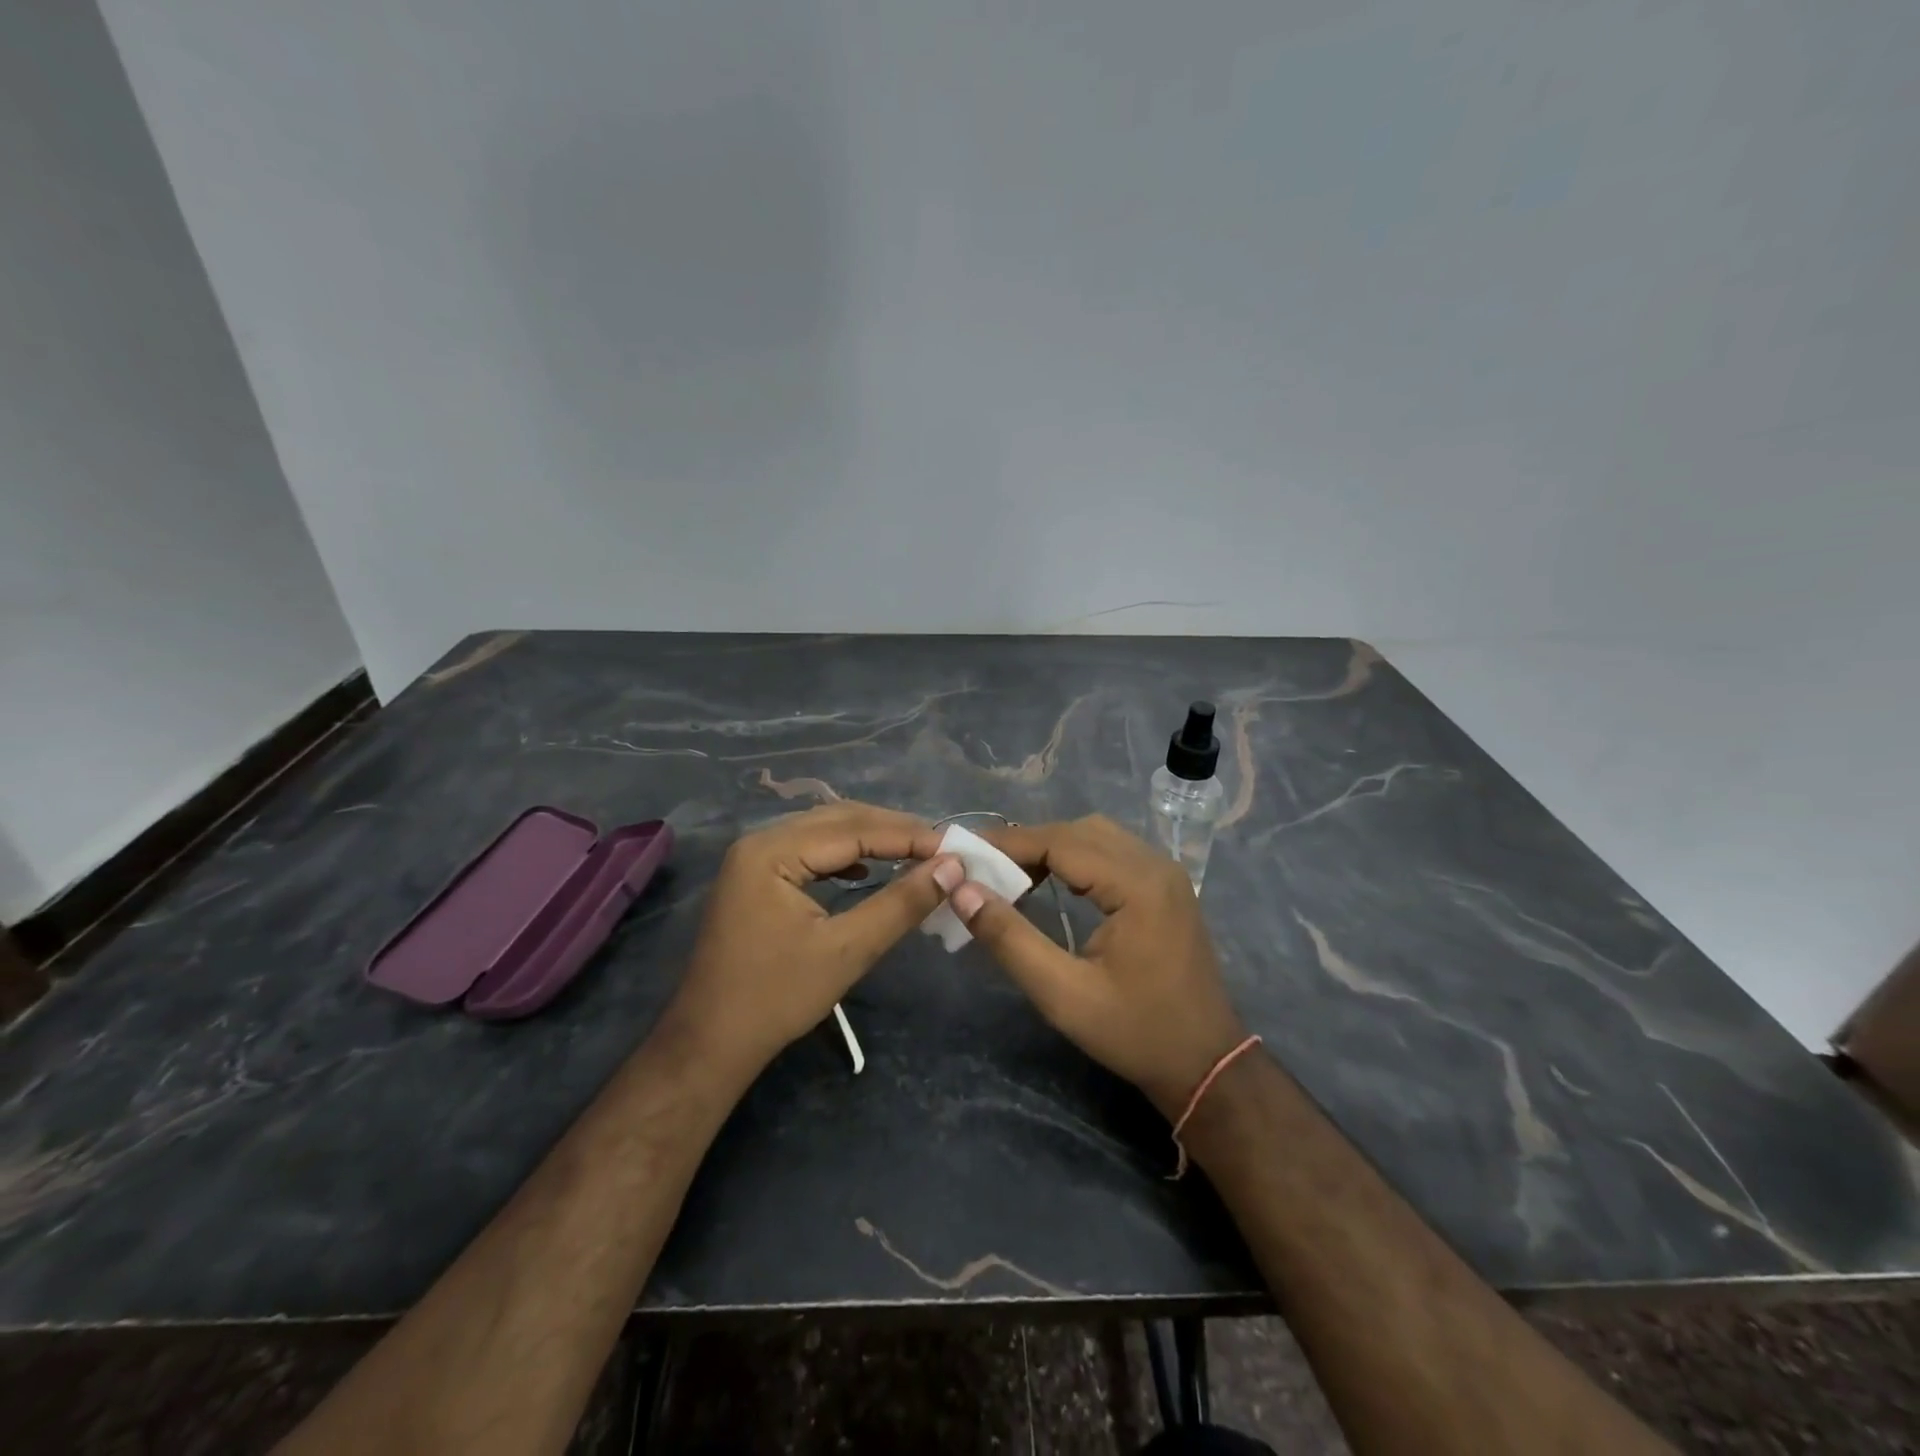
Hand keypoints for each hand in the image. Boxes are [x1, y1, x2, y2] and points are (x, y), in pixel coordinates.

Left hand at [664, 803, 963, 1073]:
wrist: (710, 1044)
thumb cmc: (776, 999)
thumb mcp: (847, 951)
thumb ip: (901, 904)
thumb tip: (951, 868)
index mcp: (772, 851)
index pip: (854, 828)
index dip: (908, 835)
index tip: (955, 848)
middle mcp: (760, 841)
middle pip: (838, 820)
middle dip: (893, 831)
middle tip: (941, 849)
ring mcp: (754, 858)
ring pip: (825, 832)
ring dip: (871, 840)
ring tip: (915, 855)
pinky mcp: (756, 877)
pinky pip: (809, 851)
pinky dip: (845, 855)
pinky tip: (867, 871)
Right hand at [951, 815, 1247, 1117]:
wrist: (1206, 1064)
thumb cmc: (1135, 1033)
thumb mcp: (1063, 994)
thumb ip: (1010, 939)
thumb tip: (962, 890)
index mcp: (1137, 884)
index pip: (1060, 841)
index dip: (1008, 843)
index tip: (964, 851)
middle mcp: (1155, 865)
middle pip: (1078, 830)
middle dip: (1027, 843)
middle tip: (983, 867)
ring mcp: (1166, 873)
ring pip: (1096, 836)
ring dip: (1051, 848)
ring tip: (1011, 875)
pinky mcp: (1166, 887)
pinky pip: (1113, 852)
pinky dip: (1076, 858)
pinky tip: (1051, 882)